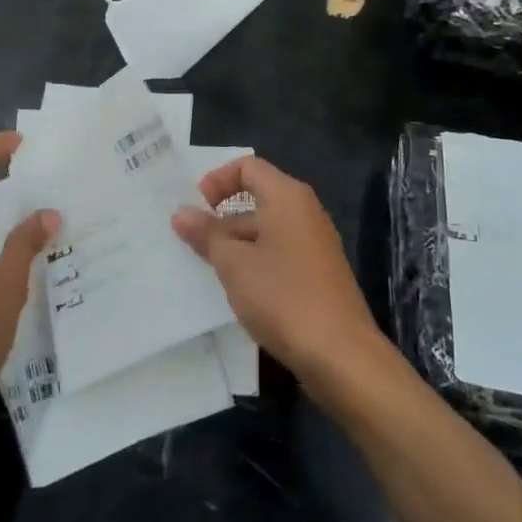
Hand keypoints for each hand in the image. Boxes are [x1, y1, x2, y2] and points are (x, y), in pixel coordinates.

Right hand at [170, 156, 380, 388]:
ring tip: (207, 270)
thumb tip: (181, 213)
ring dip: (235, 244)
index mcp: (288, 197)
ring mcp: (314, 244)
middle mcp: (305, 212)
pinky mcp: (317, 273)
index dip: (217, 180)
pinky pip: (278, 253)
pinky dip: (255, 262)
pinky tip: (237, 291)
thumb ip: (206, 235)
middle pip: (257, 198)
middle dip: (221, 218)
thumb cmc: (283, 296)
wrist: (340, 354)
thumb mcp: (234, 264)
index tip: (195, 208)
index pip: (248, 167)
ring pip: (266, 230)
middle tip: (191, 243)